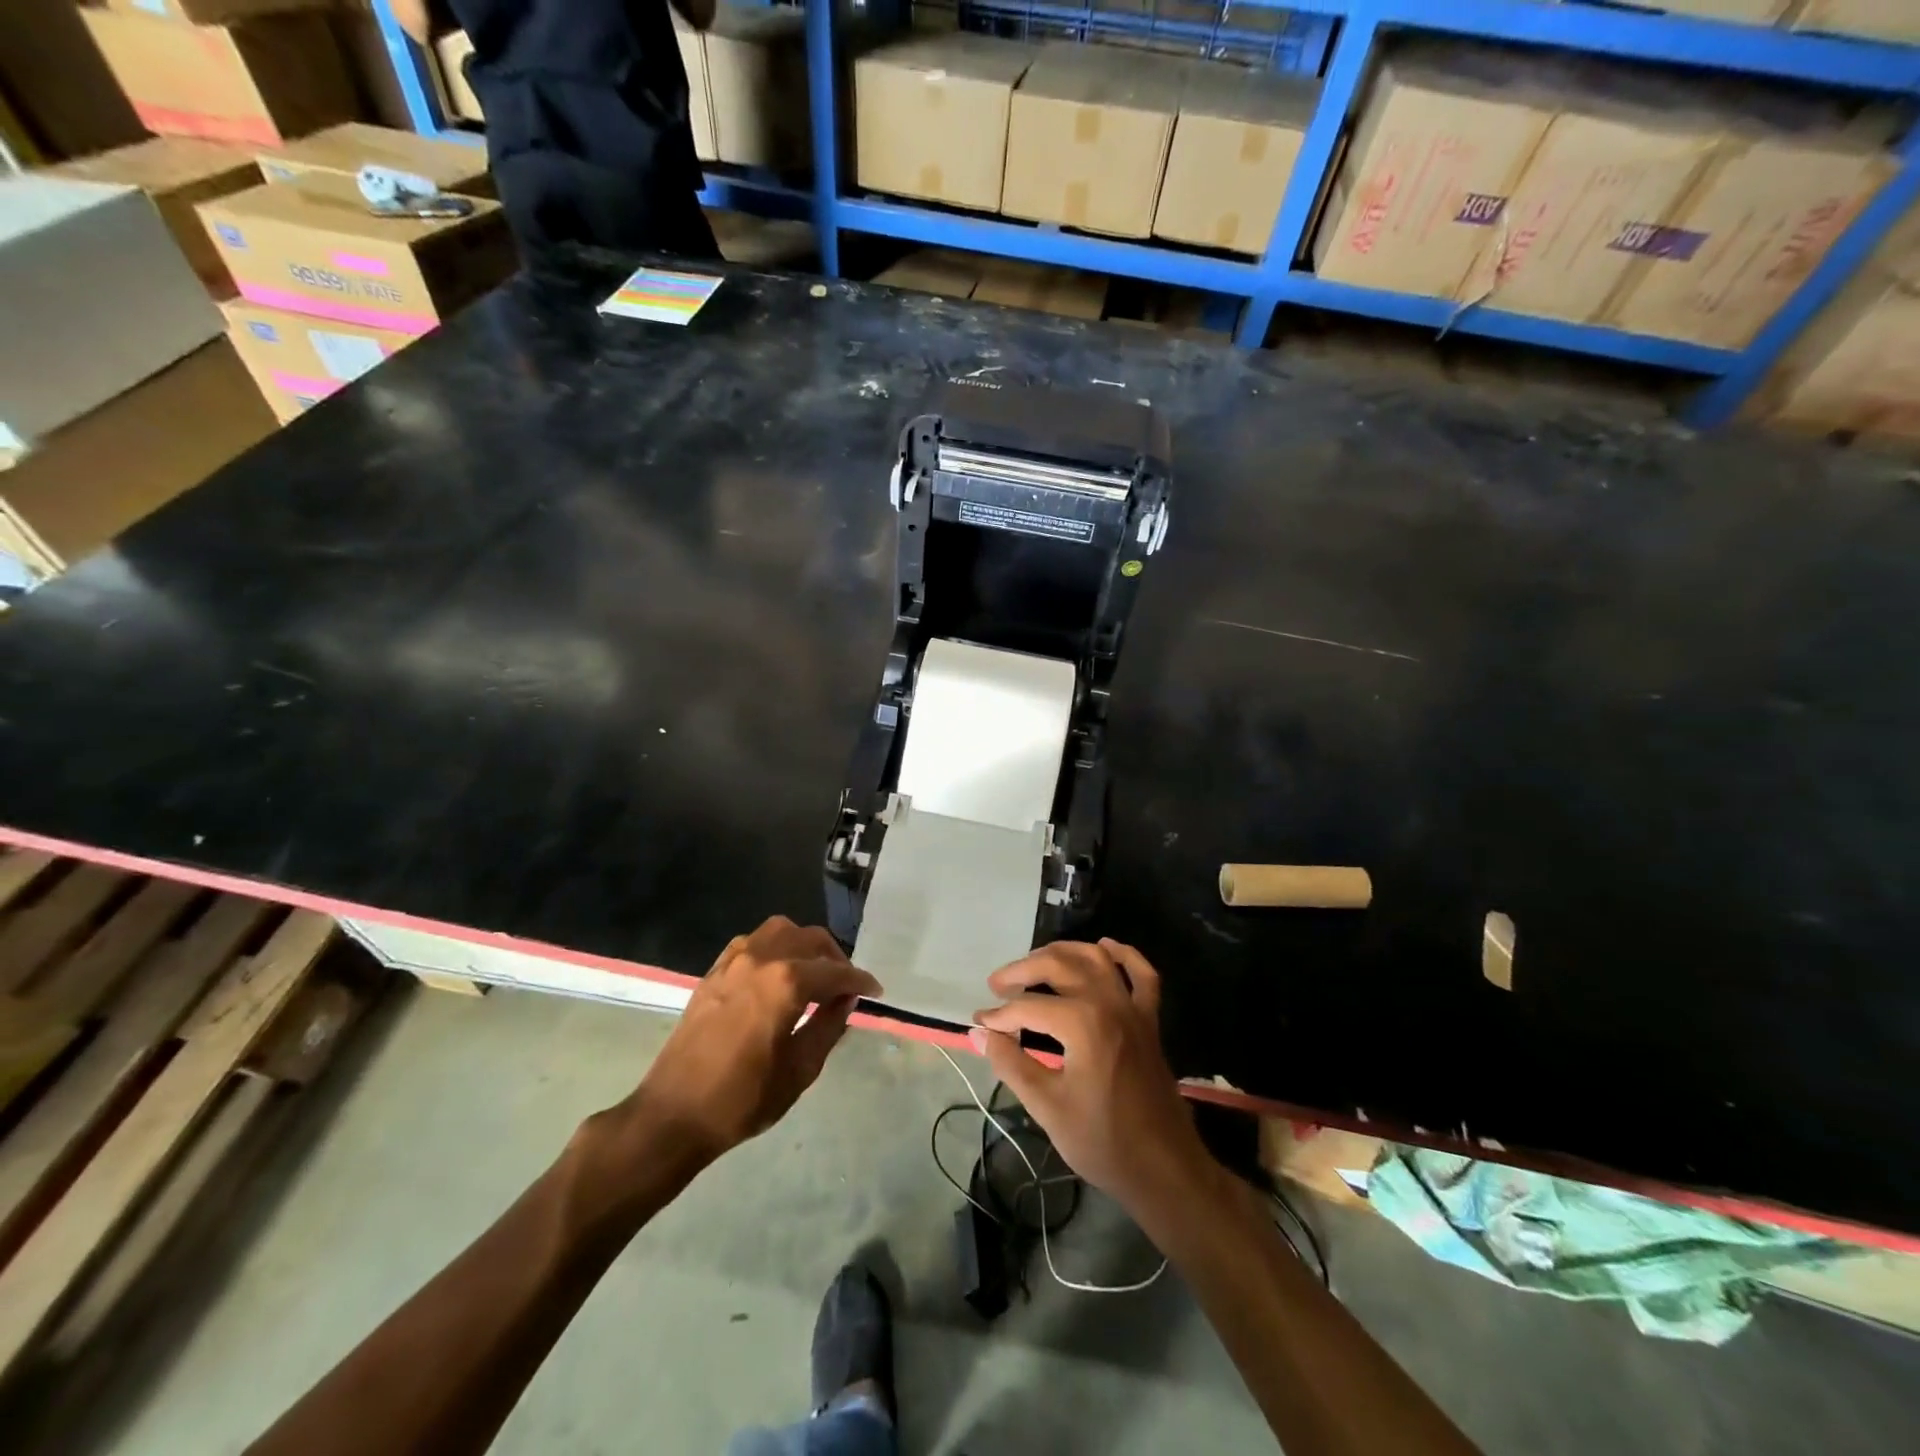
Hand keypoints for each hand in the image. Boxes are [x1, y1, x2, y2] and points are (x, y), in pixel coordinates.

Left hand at [614, 918, 881, 1169]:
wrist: (673, 1114)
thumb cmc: (743, 1099)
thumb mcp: (800, 1069)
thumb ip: (829, 1026)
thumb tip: (846, 1000)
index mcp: (787, 983)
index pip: (836, 972)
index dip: (860, 981)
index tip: (876, 992)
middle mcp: (762, 959)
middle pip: (810, 940)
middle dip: (835, 959)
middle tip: (846, 987)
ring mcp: (734, 961)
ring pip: (781, 931)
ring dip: (804, 946)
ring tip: (814, 975)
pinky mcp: (714, 971)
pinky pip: (753, 943)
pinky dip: (775, 949)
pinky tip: (778, 975)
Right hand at [972, 939, 1211, 1220]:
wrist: (1165, 1169)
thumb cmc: (1103, 1141)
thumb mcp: (1047, 1107)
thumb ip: (1010, 1063)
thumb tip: (979, 1034)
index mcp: (1082, 1023)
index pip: (1028, 1006)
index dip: (999, 1016)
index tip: (979, 1026)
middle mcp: (1108, 1002)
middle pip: (1058, 965)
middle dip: (1022, 970)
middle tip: (997, 985)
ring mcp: (1133, 1008)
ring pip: (1095, 958)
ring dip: (1062, 953)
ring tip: (1035, 963)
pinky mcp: (1149, 1020)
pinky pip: (1141, 974)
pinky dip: (1123, 955)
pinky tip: (1104, 948)